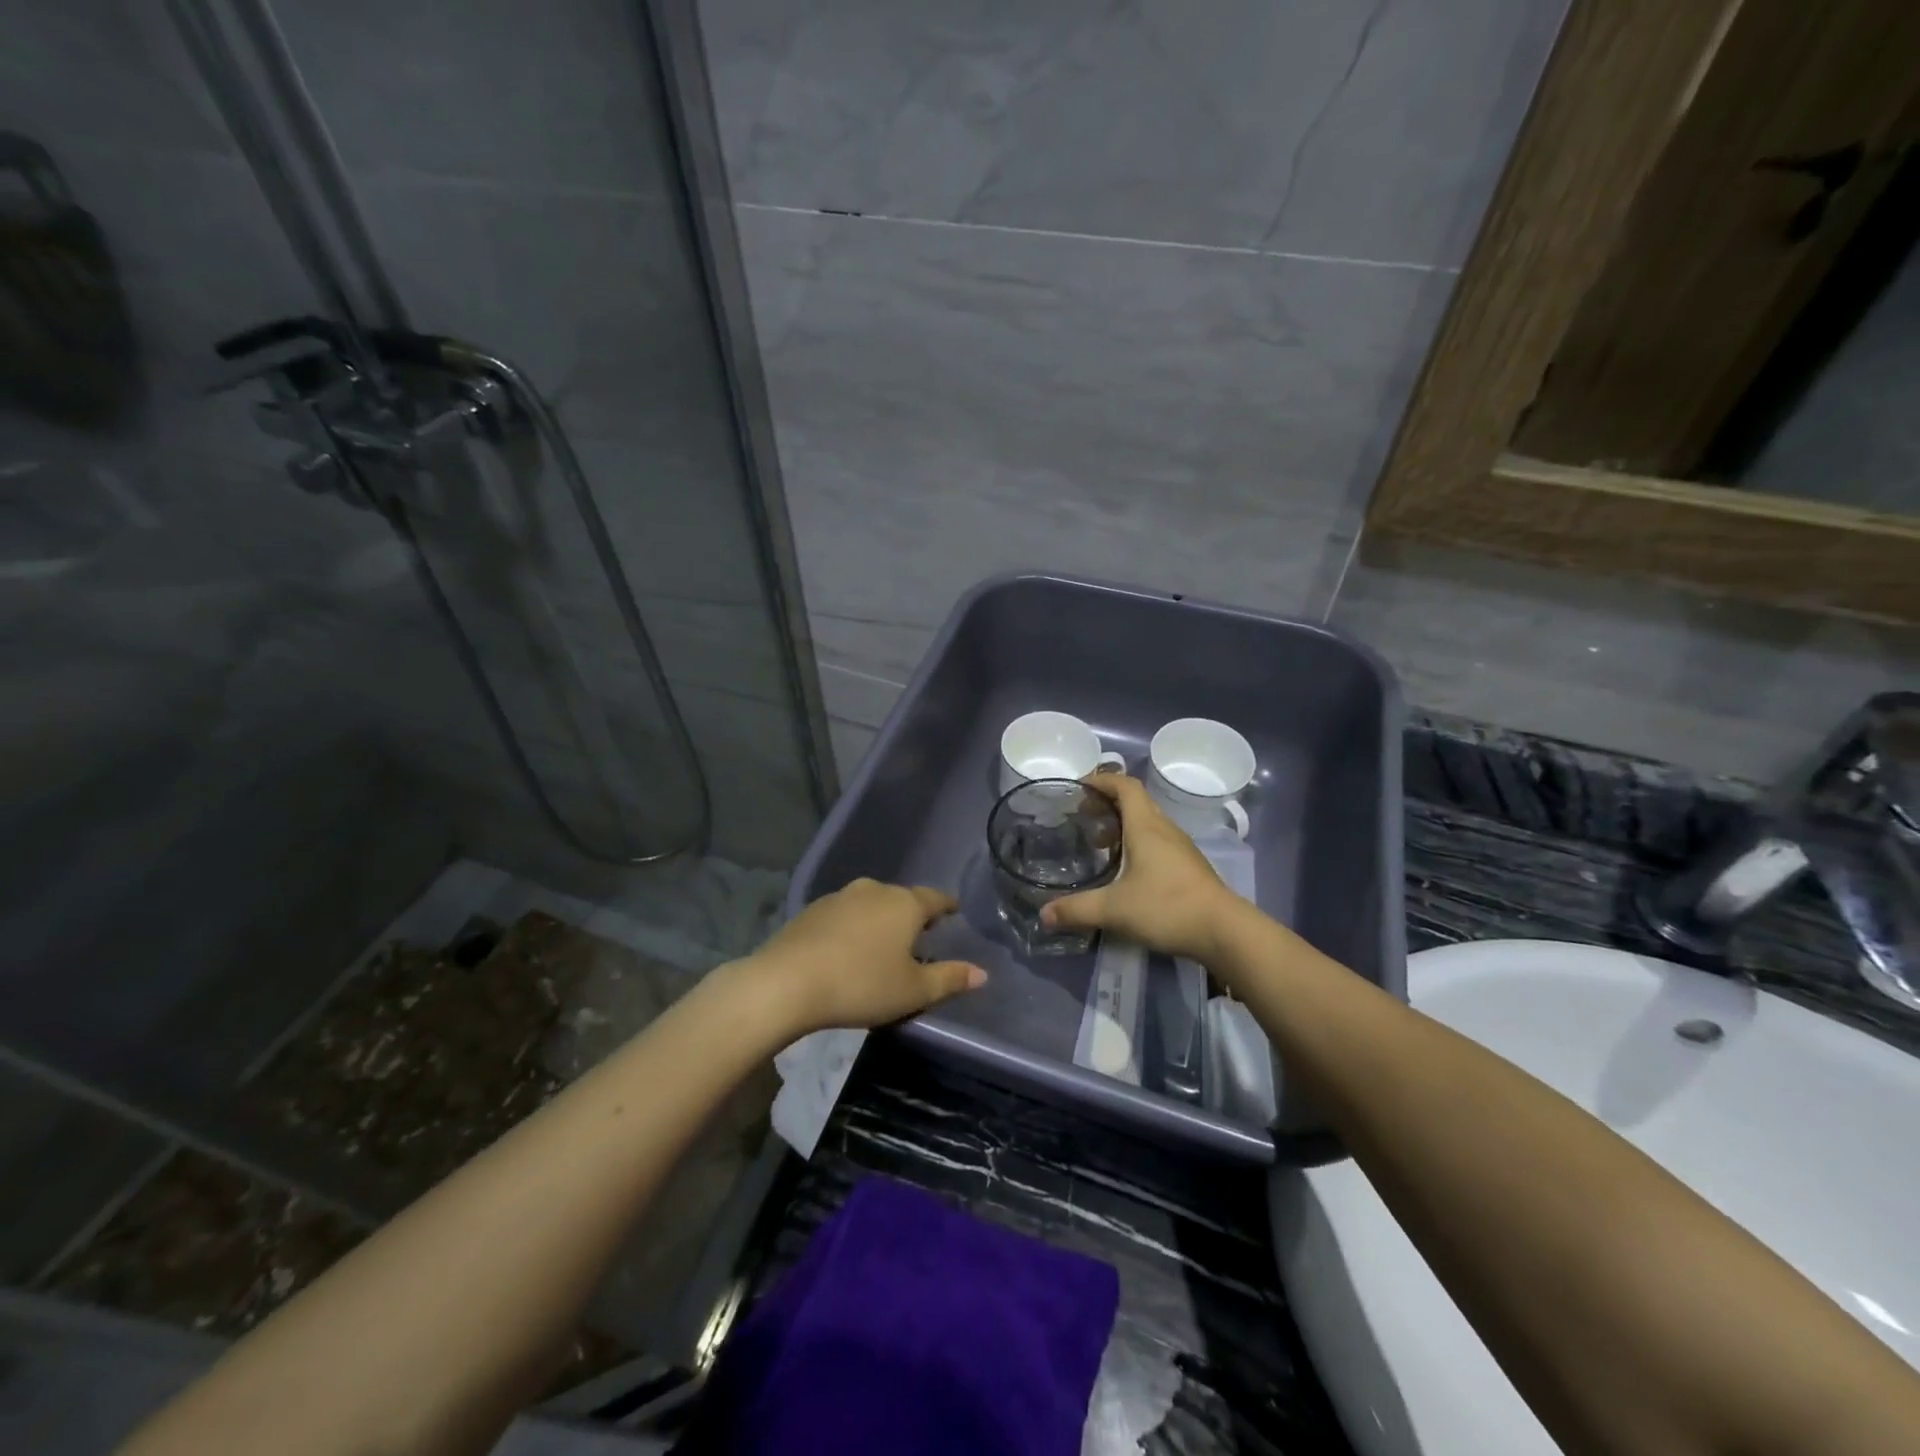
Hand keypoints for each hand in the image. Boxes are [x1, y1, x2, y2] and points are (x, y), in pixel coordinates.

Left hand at [740, 878, 984, 1036]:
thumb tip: (982, 973)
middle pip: (902, 899)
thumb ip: (949, 979)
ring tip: (882, 945)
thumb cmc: (861, 984)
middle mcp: (875, 890)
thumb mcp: (913, 990)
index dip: (947, 906)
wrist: (787, 982)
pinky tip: (847, 949)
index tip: (954, 911)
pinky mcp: (812, 910)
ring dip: (880, 920)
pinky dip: (853, 927)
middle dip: (912, 915)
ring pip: (871, 904)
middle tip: (920, 936)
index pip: (935, 898)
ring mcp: (840, 897)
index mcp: (905, 904)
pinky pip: (844, 914)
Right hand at [1042, 773, 1244, 962]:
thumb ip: (1077, 910)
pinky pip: (1158, 842)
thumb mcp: (1114, 909)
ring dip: (1123, 825)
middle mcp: (1164, 829)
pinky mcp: (1189, 867)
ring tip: (1100, 846)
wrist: (1224, 931)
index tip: (1079, 787)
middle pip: (1136, 801)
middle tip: (1083, 818)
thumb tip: (1043, 915)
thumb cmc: (1167, 907)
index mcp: (1146, 826)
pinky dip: (1138, 844)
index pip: (1125, 786)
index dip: (1102, 780)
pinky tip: (1127, 871)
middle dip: (1108, 804)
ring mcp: (1181, 848)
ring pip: (1148, 823)